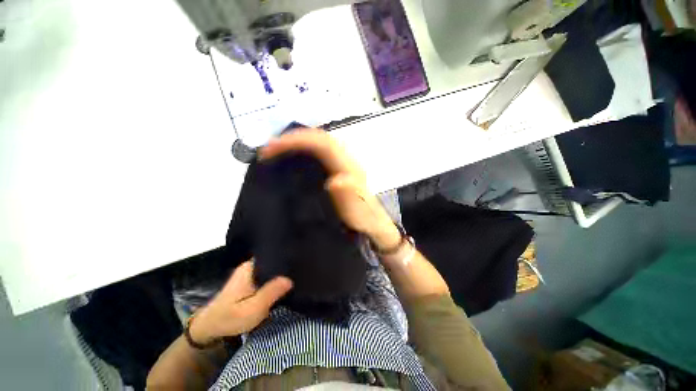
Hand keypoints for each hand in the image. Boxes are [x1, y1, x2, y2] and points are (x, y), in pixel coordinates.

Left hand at [190, 261, 292, 343]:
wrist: (209, 328)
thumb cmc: (228, 319)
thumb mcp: (251, 310)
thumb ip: (270, 293)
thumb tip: (290, 279)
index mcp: (250, 267)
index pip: (274, 255)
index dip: (287, 259)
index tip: (300, 263)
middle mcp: (252, 265)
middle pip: (275, 261)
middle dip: (287, 268)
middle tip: (302, 273)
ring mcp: (252, 272)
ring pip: (273, 269)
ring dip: (283, 275)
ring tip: (298, 277)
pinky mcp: (252, 281)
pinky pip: (269, 276)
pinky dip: (277, 281)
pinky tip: (286, 285)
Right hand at [260, 128, 400, 250]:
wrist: (376, 228)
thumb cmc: (368, 225)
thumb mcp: (362, 218)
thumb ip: (353, 202)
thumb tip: (335, 181)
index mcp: (351, 170)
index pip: (324, 144)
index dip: (298, 141)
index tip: (271, 150)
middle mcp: (346, 163)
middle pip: (319, 140)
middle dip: (292, 140)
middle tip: (267, 152)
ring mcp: (342, 167)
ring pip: (318, 146)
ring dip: (296, 146)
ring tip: (273, 156)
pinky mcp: (338, 173)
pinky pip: (319, 157)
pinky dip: (302, 156)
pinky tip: (290, 166)